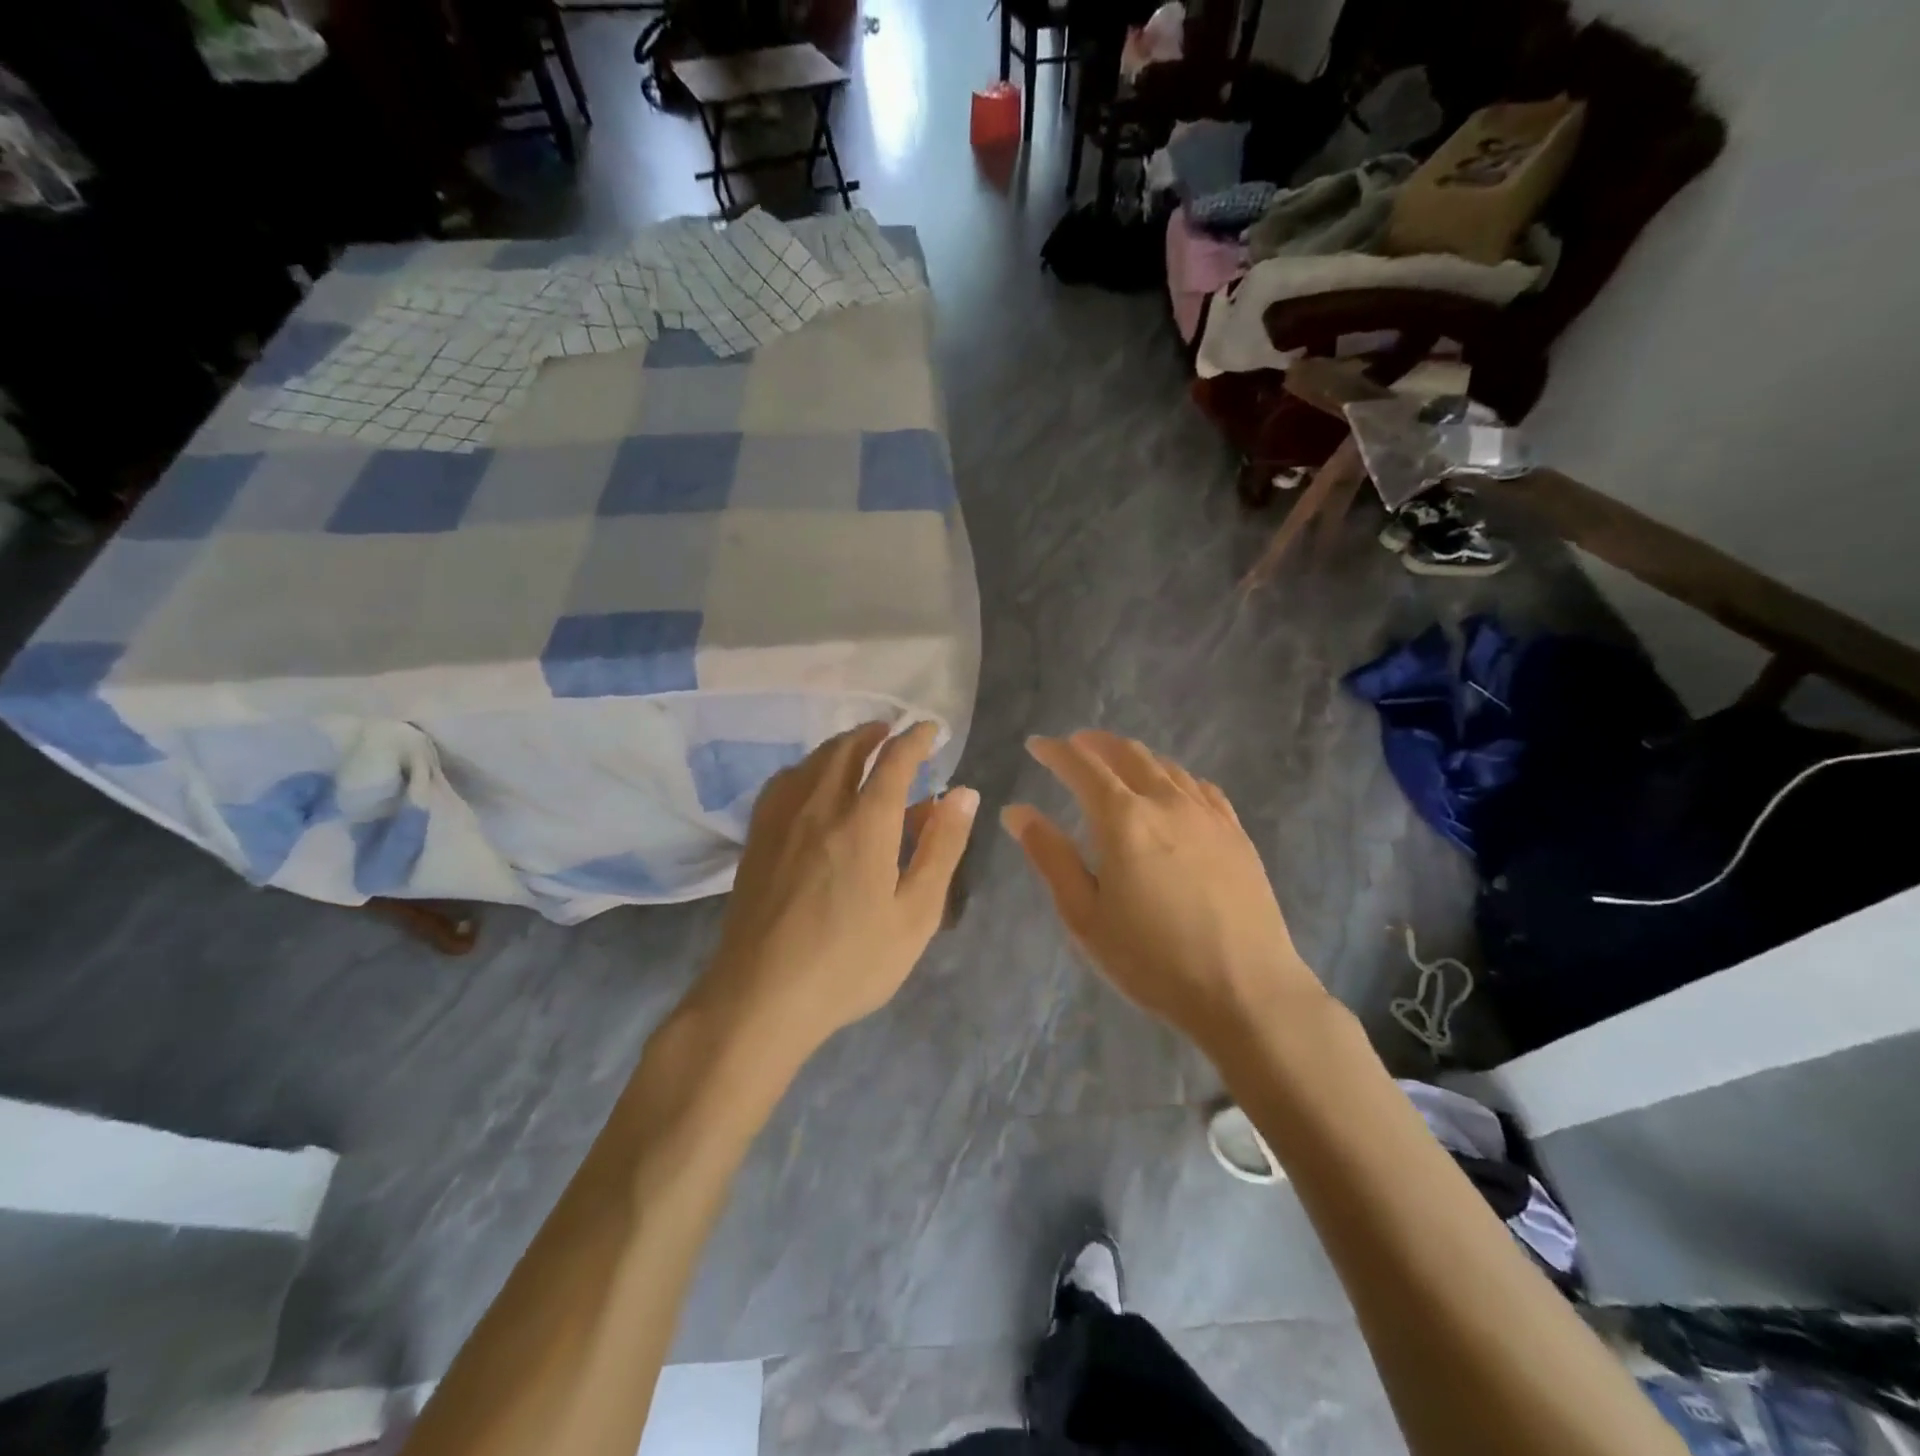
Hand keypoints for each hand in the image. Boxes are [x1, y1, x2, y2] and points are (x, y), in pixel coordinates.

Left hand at [696, 721, 977, 1063]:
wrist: (761, 997)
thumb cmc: (850, 962)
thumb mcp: (915, 913)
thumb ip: (941, 847)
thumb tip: (963, 793)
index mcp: (865, 821)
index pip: (894, 759)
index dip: (916, 738)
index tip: (930, 729)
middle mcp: (821, 806)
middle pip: (846, 749)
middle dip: (873, 733)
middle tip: (892, 732)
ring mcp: (782, 820)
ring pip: (811, 762)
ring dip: (839, 746)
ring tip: (857, 750)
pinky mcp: (757, 839)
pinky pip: (782, 783)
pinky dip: (805, 768)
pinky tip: (808, 784)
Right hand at [1002, 731, 1322, 1056]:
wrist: (1246, 990)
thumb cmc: (1152, 959)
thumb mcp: (1084, 915)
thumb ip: (1050, 856)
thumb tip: (1016, 811)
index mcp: (1123, 819)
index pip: (1082, 766)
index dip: (1055, 751)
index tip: (1036, 745)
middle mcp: (1166, 802)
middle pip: (1127, 754)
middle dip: (1095, 744)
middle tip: (1074, 746)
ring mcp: (1207, 814)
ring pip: (1166, 766)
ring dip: (1134, 756)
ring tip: (1116, 763)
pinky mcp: (1236, 833)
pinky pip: (1200, 787)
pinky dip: (1173, 776)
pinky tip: (1171, 789)